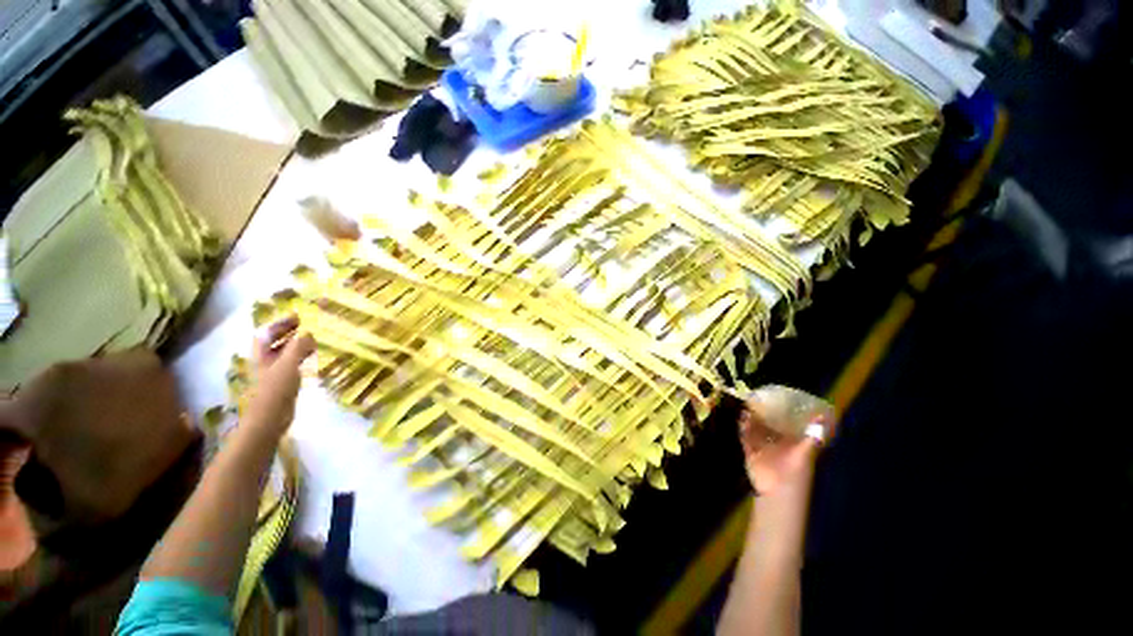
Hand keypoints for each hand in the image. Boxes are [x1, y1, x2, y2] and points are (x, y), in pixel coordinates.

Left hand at [246, 316, 314, 436]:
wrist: (269, 419)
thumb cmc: (275, 390)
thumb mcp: (288, 365)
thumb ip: (298, 346)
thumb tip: (309, 332)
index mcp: (261, 354)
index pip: (266, 332)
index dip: (280, 322)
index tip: (298, 316)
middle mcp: (264, 360)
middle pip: (274, 341)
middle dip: (288, 331)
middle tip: (308, 325)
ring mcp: (273, 372)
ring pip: (284, 352)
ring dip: (296, 343)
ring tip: (314, 338)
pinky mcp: (282, 382)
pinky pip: (292, 362)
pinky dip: (301, 356)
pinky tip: (313, 356)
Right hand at [739, 396, 831, 496]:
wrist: (778, 492)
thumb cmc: (796, 473)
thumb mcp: (806, 453)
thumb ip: (813, 437)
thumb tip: (821, 416)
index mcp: (791, 443)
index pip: (787, 424)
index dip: (783, 412)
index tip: (778, 398)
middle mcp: (777, 444)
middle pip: (769, 425)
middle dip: (763, 414)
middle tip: (757, 399)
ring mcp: (763, 448)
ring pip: (755, 430)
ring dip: (752, 420)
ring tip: (748, 407)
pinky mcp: (751, 453)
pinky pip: (745, 439)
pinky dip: (743, 430)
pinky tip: (741, 420)